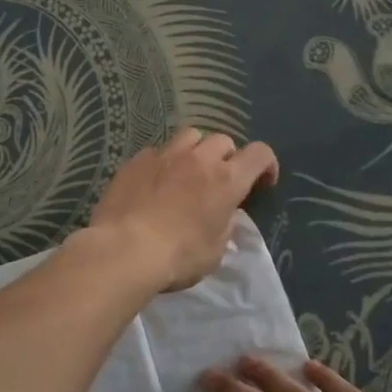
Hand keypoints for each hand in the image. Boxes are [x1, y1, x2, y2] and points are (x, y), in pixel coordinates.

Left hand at [86, 129, 279, 291]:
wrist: (125, 249)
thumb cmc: (179, 256)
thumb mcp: (215, 251)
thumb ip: (224, 226)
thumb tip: (223, 215)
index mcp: (227, 180)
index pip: (259, 154)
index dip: (266, 164)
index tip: (262, 183)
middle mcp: (199, 159)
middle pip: (223, 140)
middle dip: (227, 157)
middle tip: (219, 180)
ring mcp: (165, 155)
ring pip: (190, 135)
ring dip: (196, 150)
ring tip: (188, 171)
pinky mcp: (136, 161)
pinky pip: (157, 151)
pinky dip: (163, 162)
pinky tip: (155, 181)